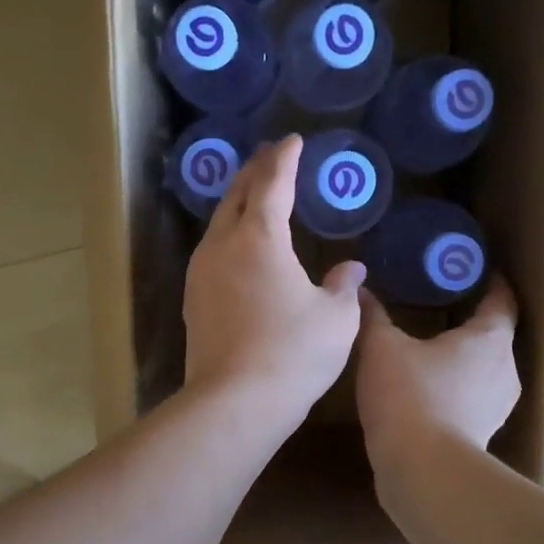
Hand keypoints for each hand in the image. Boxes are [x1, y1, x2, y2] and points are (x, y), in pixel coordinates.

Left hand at [182, 135, 364, 432]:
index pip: (272, 183)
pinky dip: (229, 235)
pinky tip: (239, 248)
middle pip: (236, 195)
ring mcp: (201, 273)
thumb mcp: (336, 318)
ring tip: (254, 195)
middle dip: (255, 171)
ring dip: (237, 203)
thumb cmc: (293, 353)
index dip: (285, 159)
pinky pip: (212, 251)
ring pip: (218, 223)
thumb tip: (350, 267)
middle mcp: (223, 246)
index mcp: (260, 238)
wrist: (235, 403)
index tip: (294, 141)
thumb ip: (343, 285)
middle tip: (271, 156)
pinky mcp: (193, 300)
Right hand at [355, 275, 520, 474]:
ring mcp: (499, 406)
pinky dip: (457, 387)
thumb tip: (360, 289)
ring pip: (486, 369)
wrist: (422, 471)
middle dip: (472, 320)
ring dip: (465, 358)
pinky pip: (474, 398)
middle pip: (496, 336)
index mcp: (490, 338)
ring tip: (432, 348)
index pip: (502, 299)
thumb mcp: (381, 347)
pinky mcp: (484, 434)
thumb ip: (373, 315)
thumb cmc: (408, 395)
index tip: (475, 269)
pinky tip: (429, 389)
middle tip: (441, 305)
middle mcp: (506, 369)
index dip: (492, 282)